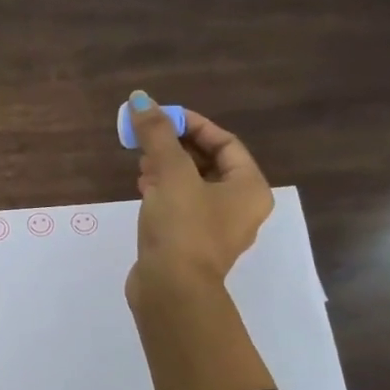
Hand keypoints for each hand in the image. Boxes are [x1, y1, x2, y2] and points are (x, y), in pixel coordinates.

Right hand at [124, 89, 273, 304]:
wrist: (171, 290)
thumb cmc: (182, 227)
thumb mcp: (171, 173)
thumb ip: (158, 134)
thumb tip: (141, 98)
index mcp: (249, 188)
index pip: (226, 143)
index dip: (194, 125)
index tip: (163, 116)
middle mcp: (240, 208)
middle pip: (210, 164)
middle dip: (177, 147)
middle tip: (149, 138)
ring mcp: (216, 229)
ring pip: (194, 186)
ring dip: (168, 169)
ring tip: (141, 162)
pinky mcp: (192, 245)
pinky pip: (182, 207)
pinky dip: (164, 192)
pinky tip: (142, 187)